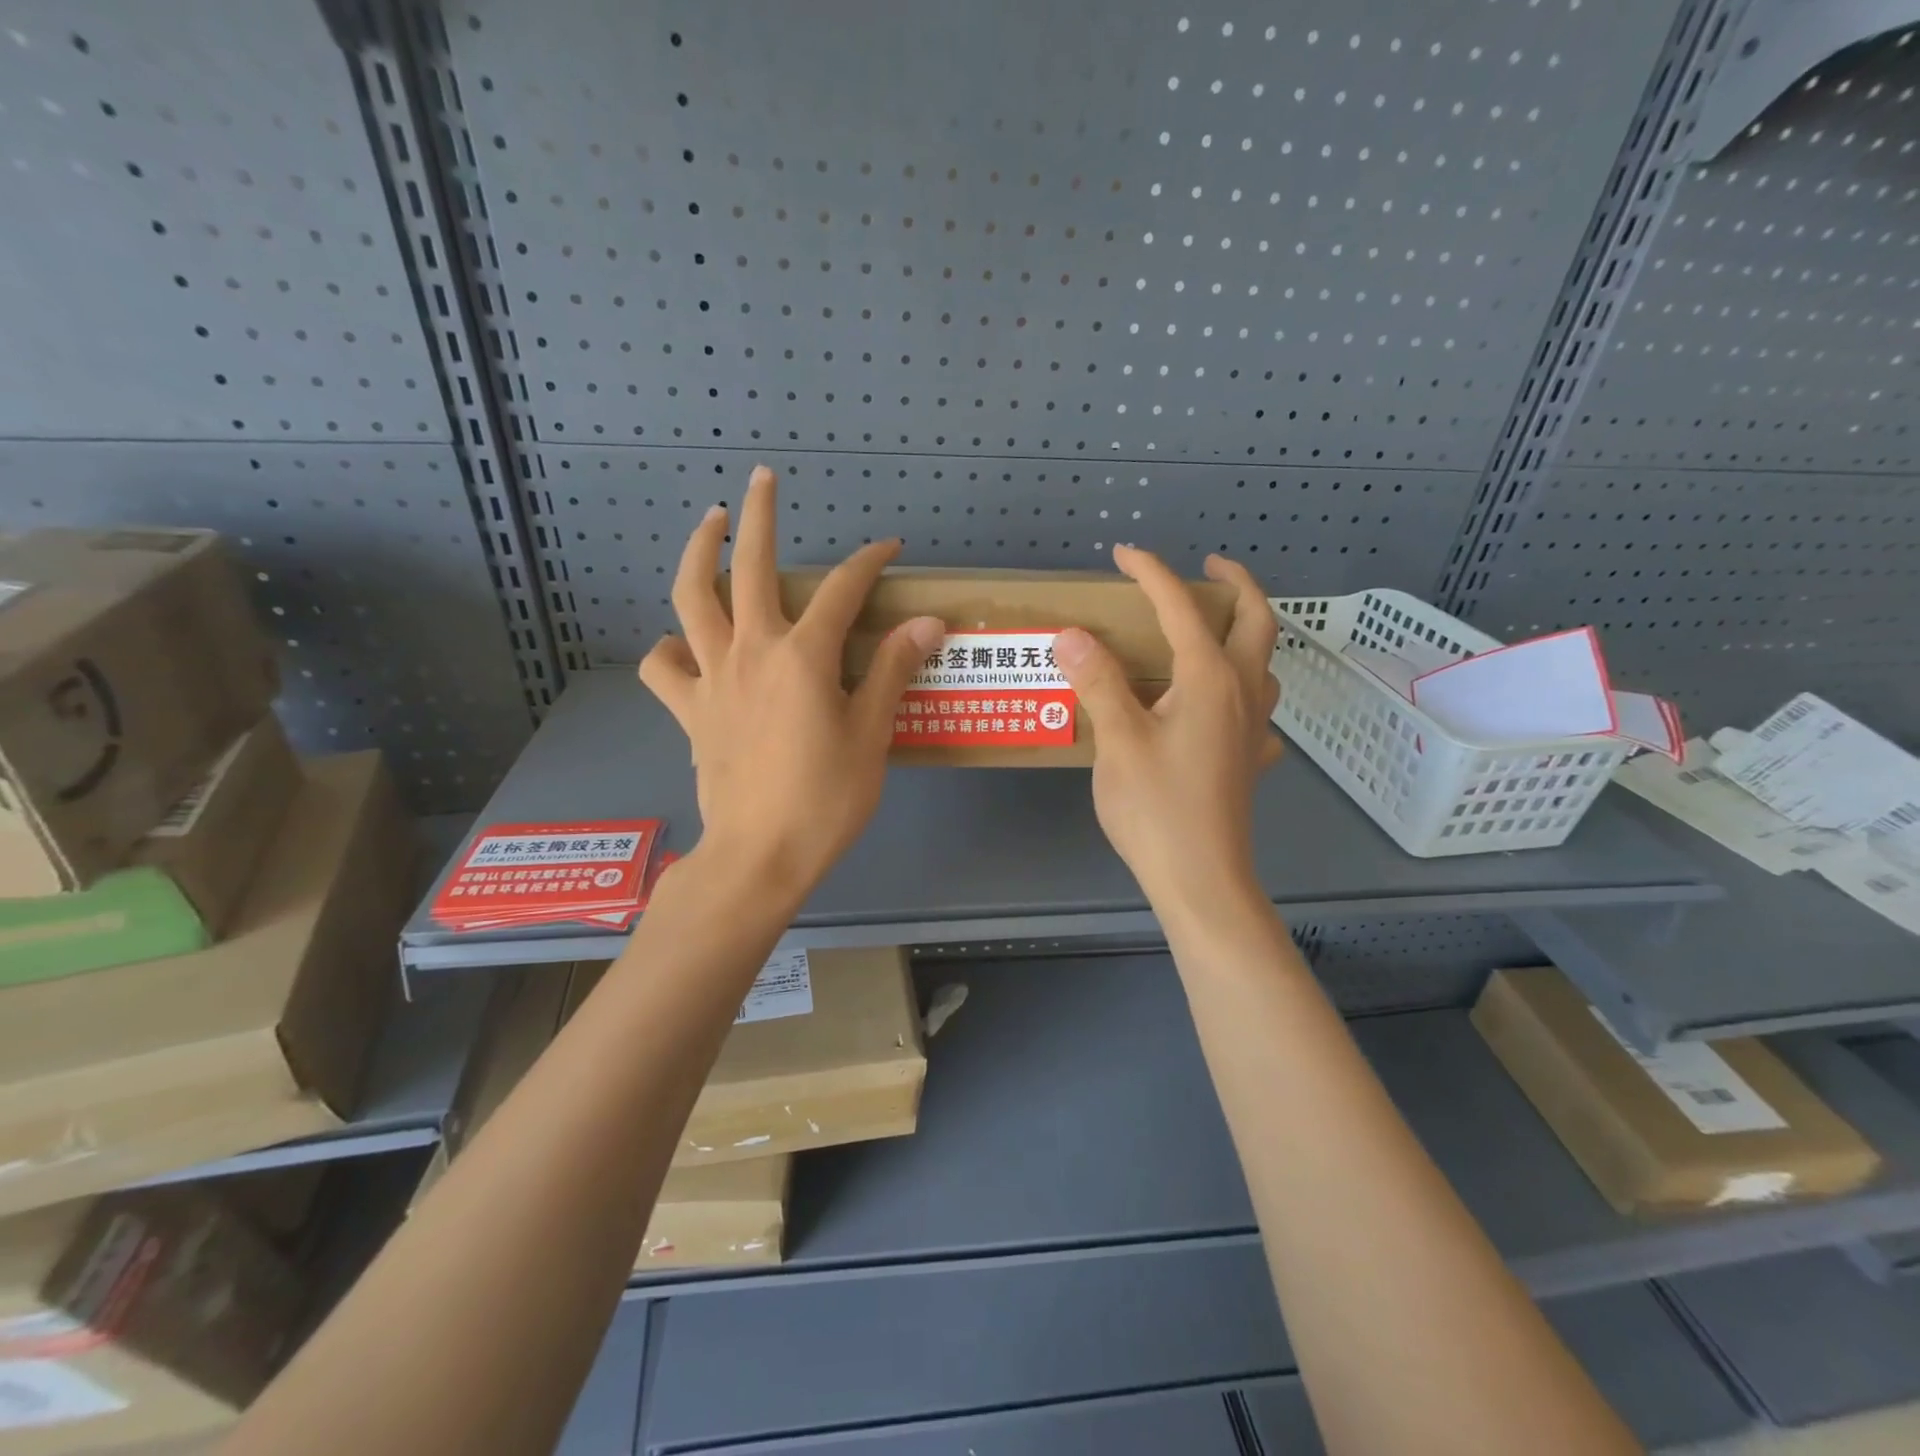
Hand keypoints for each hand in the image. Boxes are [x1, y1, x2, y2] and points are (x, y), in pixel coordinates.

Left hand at [639, 466, 943, 901]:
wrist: (760, 855)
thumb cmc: (825, 799)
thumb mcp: (872, 735)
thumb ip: (892, 671)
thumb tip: (927, 622)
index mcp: (803, 656)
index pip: (845, 589)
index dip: (870, 561)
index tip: (890, 549)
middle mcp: (751, 651)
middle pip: (750, 566)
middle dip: (760, 515)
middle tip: (761, 479)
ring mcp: (712, 678)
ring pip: (690, 599)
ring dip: (699, 554)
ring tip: (711, 528)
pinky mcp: (689, 710)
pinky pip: (664, 666)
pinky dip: (669, 647)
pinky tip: (685, 644)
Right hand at [1052, 546, 1280, 910]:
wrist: (1201, 879)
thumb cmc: (1156, 808)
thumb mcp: (1118, 740)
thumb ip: (1098, 682)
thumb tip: (1072, 634)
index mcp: (1211, 678)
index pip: (1181, 608)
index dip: (1152, 574)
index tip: (1124, 554)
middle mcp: (1243, 692)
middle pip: (1257, 620)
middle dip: (1235, 583)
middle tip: (1208, 567)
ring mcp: (1254, 728)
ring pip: (1265, 662)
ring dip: (1246, 632)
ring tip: (1212, 630)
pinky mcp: (1250, 759)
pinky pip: (1257, 709)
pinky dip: (1244, 690)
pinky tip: (1220, 708)